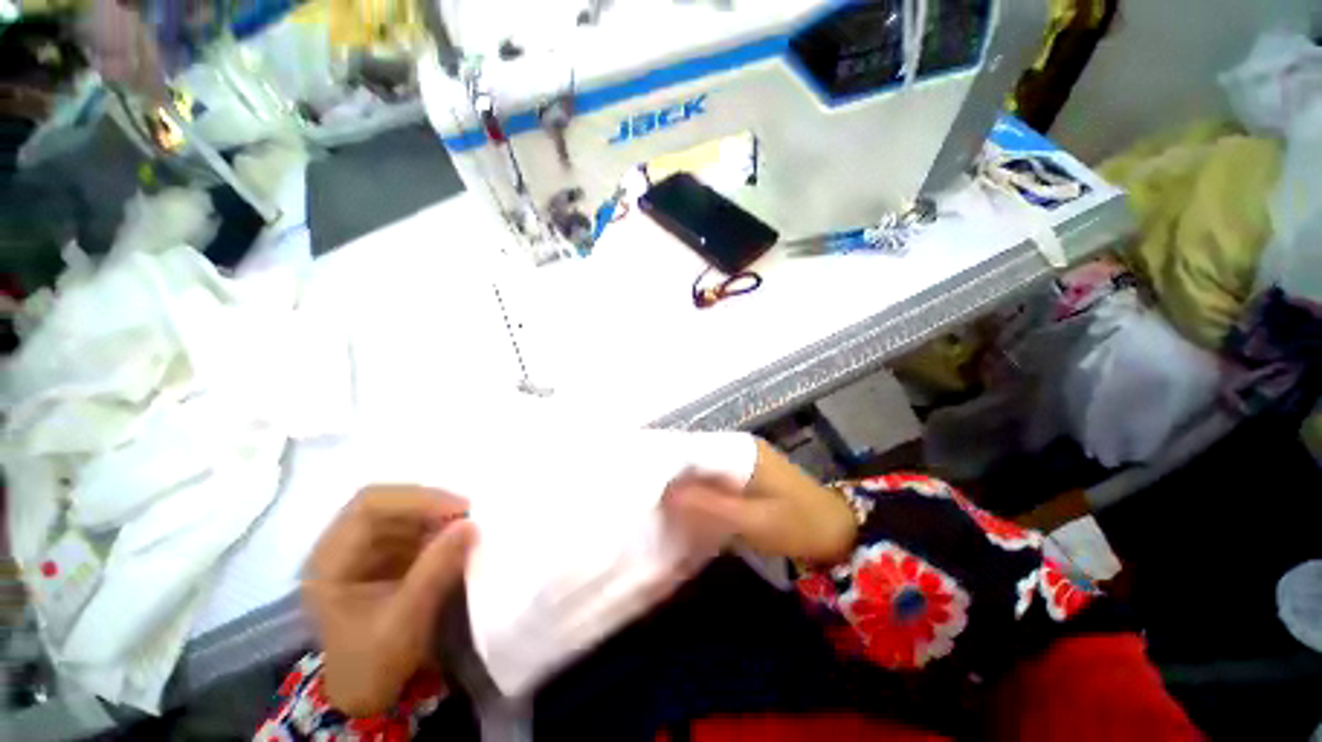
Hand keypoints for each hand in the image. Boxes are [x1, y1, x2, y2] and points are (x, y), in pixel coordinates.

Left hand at [303, 486, 475, 715]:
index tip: (459, 509)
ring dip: (434, 513)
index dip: (416, 500)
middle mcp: (339, 547)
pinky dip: (435, 526)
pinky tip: (452, 537)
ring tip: (464, 525)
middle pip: (383, 502)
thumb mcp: (405, 620)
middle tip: (466, 512)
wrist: (367, 692)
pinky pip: (410, 526)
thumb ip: (435, 570)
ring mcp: (360, 550)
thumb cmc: (375, 661)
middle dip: (427, 503)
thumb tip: (470, 524)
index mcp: (329, 563)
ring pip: (399, 511)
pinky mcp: (380, 555)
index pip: (368, 507)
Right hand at [662, 439, 856, 565]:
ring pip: (704, 471)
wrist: (837, 535)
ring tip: (658, 502)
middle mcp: (739, 449)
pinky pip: (714, 482)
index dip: (670, 463)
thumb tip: (667, 493)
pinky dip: (700, 494)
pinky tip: (686, 509)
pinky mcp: (744, 480)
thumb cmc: (799, 525)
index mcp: (743, 450)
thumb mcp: (755, 519)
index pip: (696, 447)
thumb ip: (712, 505)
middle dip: (674, 475)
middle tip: (646, 495)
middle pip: (697, 458)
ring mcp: (743, 464)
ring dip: (686, 486)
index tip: (644, 481)